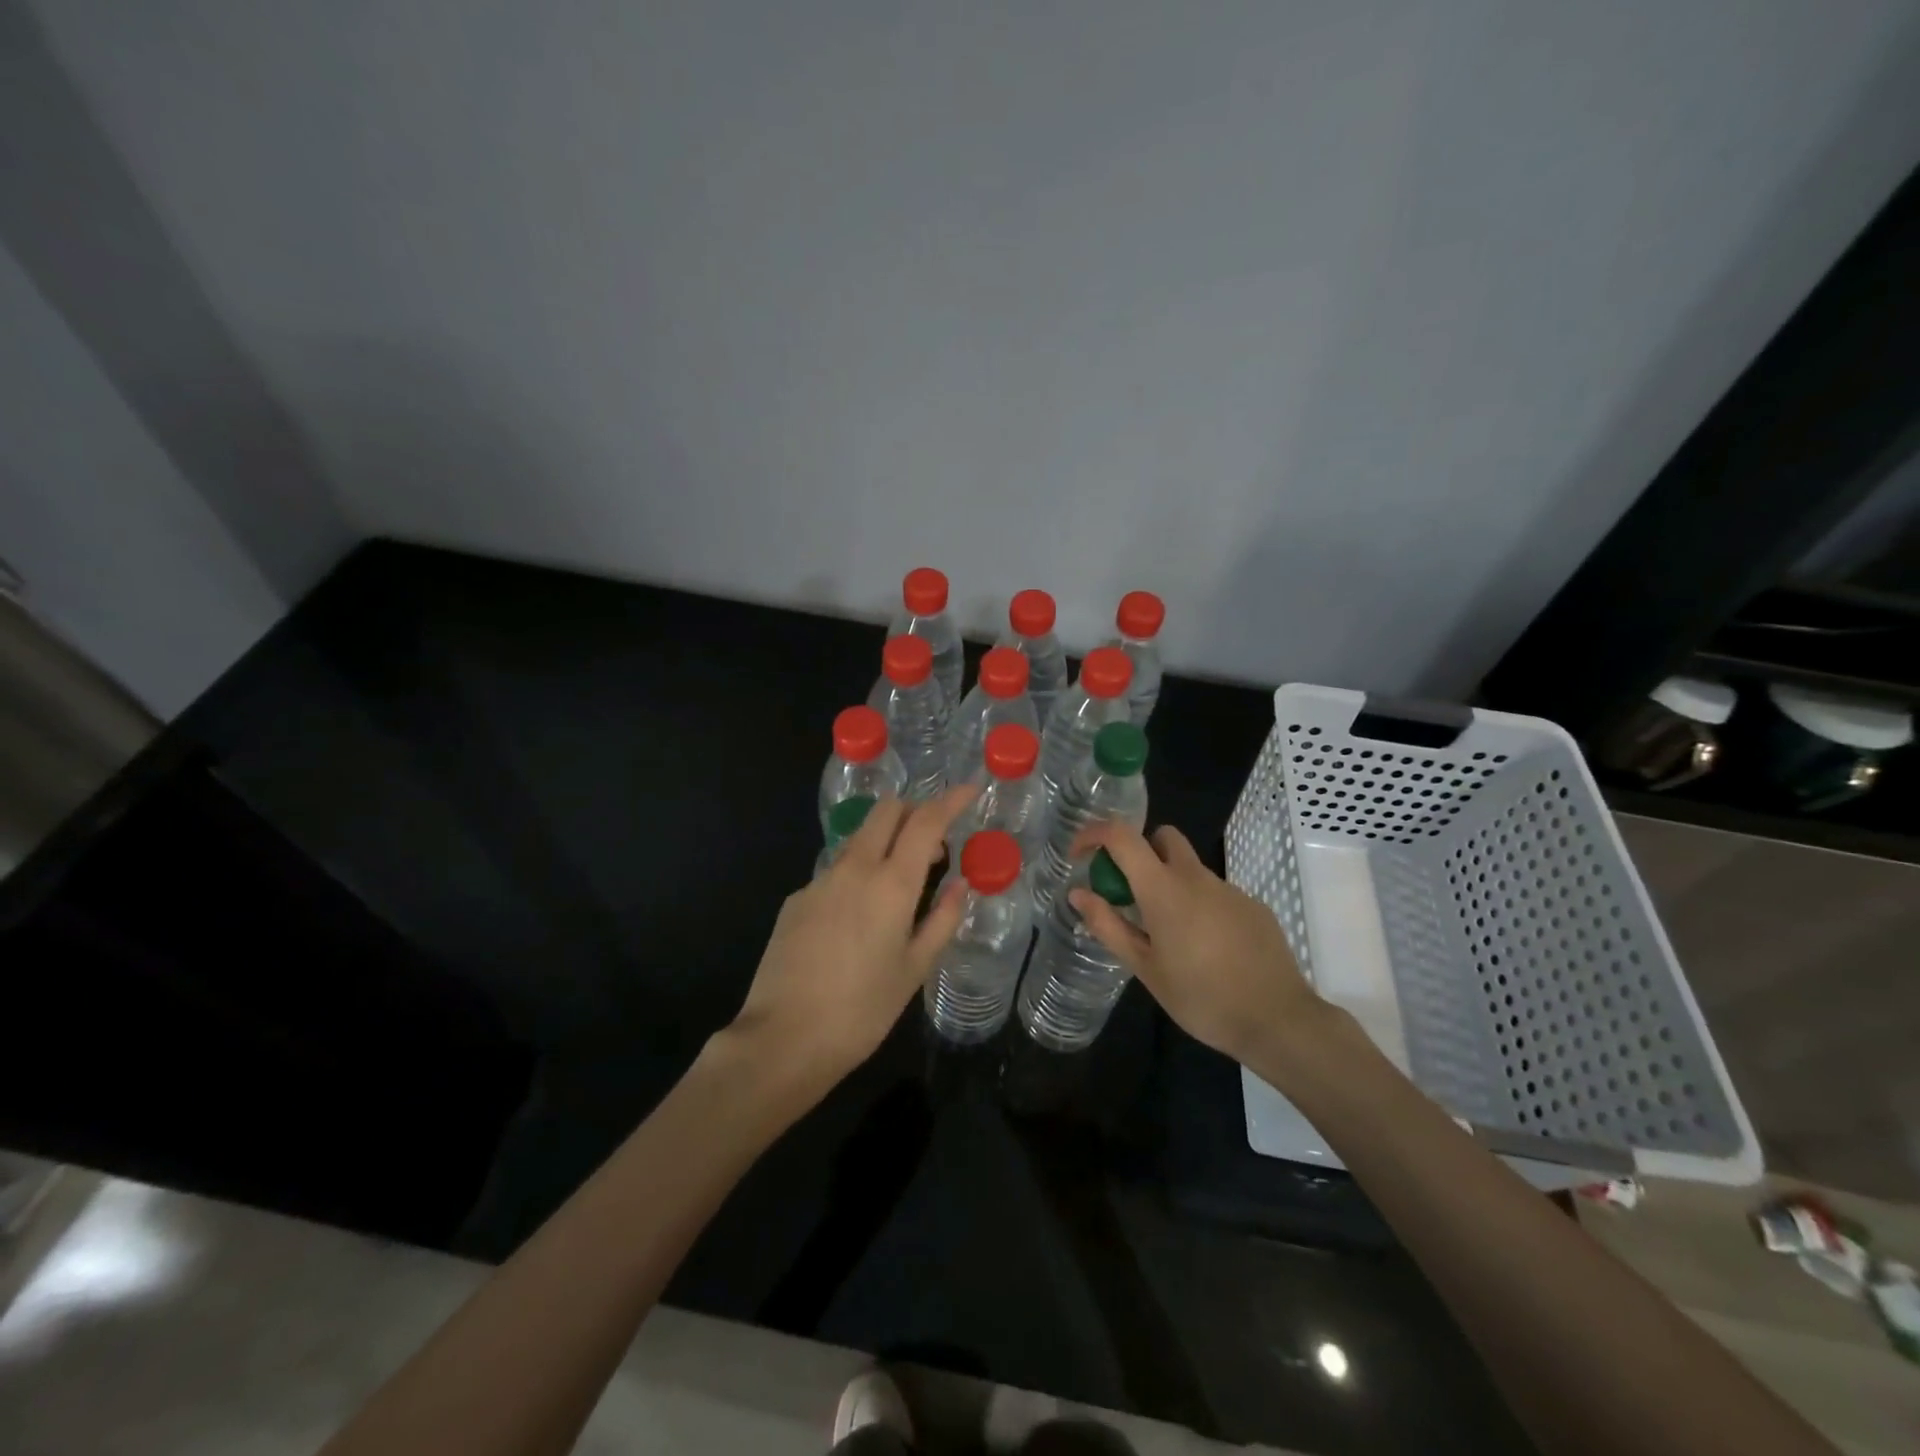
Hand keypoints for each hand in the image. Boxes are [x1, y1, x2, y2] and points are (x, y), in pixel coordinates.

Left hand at [731, 785, 975, 1090]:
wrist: (783, 1039)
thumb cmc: (862, 1010)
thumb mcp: (915, 969)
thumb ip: (943, 919)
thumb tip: (961, 884)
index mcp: (891, 883)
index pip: (926, 821)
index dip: (951, 800)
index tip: (970, 788)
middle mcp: (854, 868)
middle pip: (886, 811)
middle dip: (914, 810)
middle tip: (934, 843)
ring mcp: (819, 880)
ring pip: (859, 838)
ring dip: (885, 841)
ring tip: (900, 884)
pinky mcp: (796, 899)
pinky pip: (835, 870)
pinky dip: (857, 874)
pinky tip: (857, 918)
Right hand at [1069, 820, 1326, 1067]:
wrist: (1278, 1020)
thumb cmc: (1201, 998)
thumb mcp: (1145, 968)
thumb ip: (1108, 926)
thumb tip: (1078, 894)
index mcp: (1163, 889)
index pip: (1121, 836)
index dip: (1094, 834)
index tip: (1080, 856)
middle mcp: (1196, 877)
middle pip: (1162, 837)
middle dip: (1140, 851)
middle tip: (1130, 892)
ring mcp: (1229, 889)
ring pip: (1190, 868)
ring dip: (1170, 884)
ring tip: (1170, 936)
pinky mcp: (1253, 906)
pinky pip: (1215, 893)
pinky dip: (1200, 906)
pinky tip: (1207, 949)